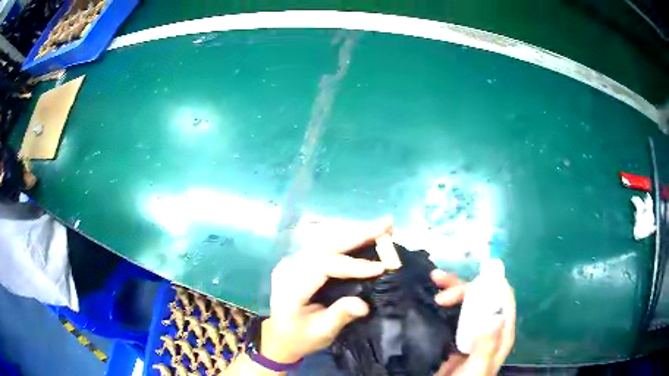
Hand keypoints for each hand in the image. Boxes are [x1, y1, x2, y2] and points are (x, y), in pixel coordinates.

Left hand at [260, 217, 392, 363]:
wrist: (279, 337)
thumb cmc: (300, 338)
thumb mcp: (321, 333)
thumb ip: (340, 316)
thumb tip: (363, 304)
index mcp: (291, 287)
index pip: (323, 266)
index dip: (353, 265)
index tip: (380, 267)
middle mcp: (290, 267)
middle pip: (325, 244)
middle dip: (358, 234)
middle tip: (387, 225)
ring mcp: (293, 261)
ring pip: (325, 239)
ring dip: (354, 232)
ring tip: (380, 226)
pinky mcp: (300, 260)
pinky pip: (324, 244)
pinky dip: (345, 237)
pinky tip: (363, 233)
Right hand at [431, 269, 515, 375]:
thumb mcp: (477, 368)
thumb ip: (487, 346)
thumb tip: (495, 315)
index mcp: (501, 332)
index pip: (503, 298)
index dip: (490, 284)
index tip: (467, 282)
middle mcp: (489, 326)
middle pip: (484, 295)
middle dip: (465, 286)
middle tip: (439, 286)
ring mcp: (473, 329)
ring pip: (469, 301)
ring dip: (454, 287)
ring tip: (435, 279)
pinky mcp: (458, 333)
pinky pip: (455, 312)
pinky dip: (446, 301)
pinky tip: (435, 295)